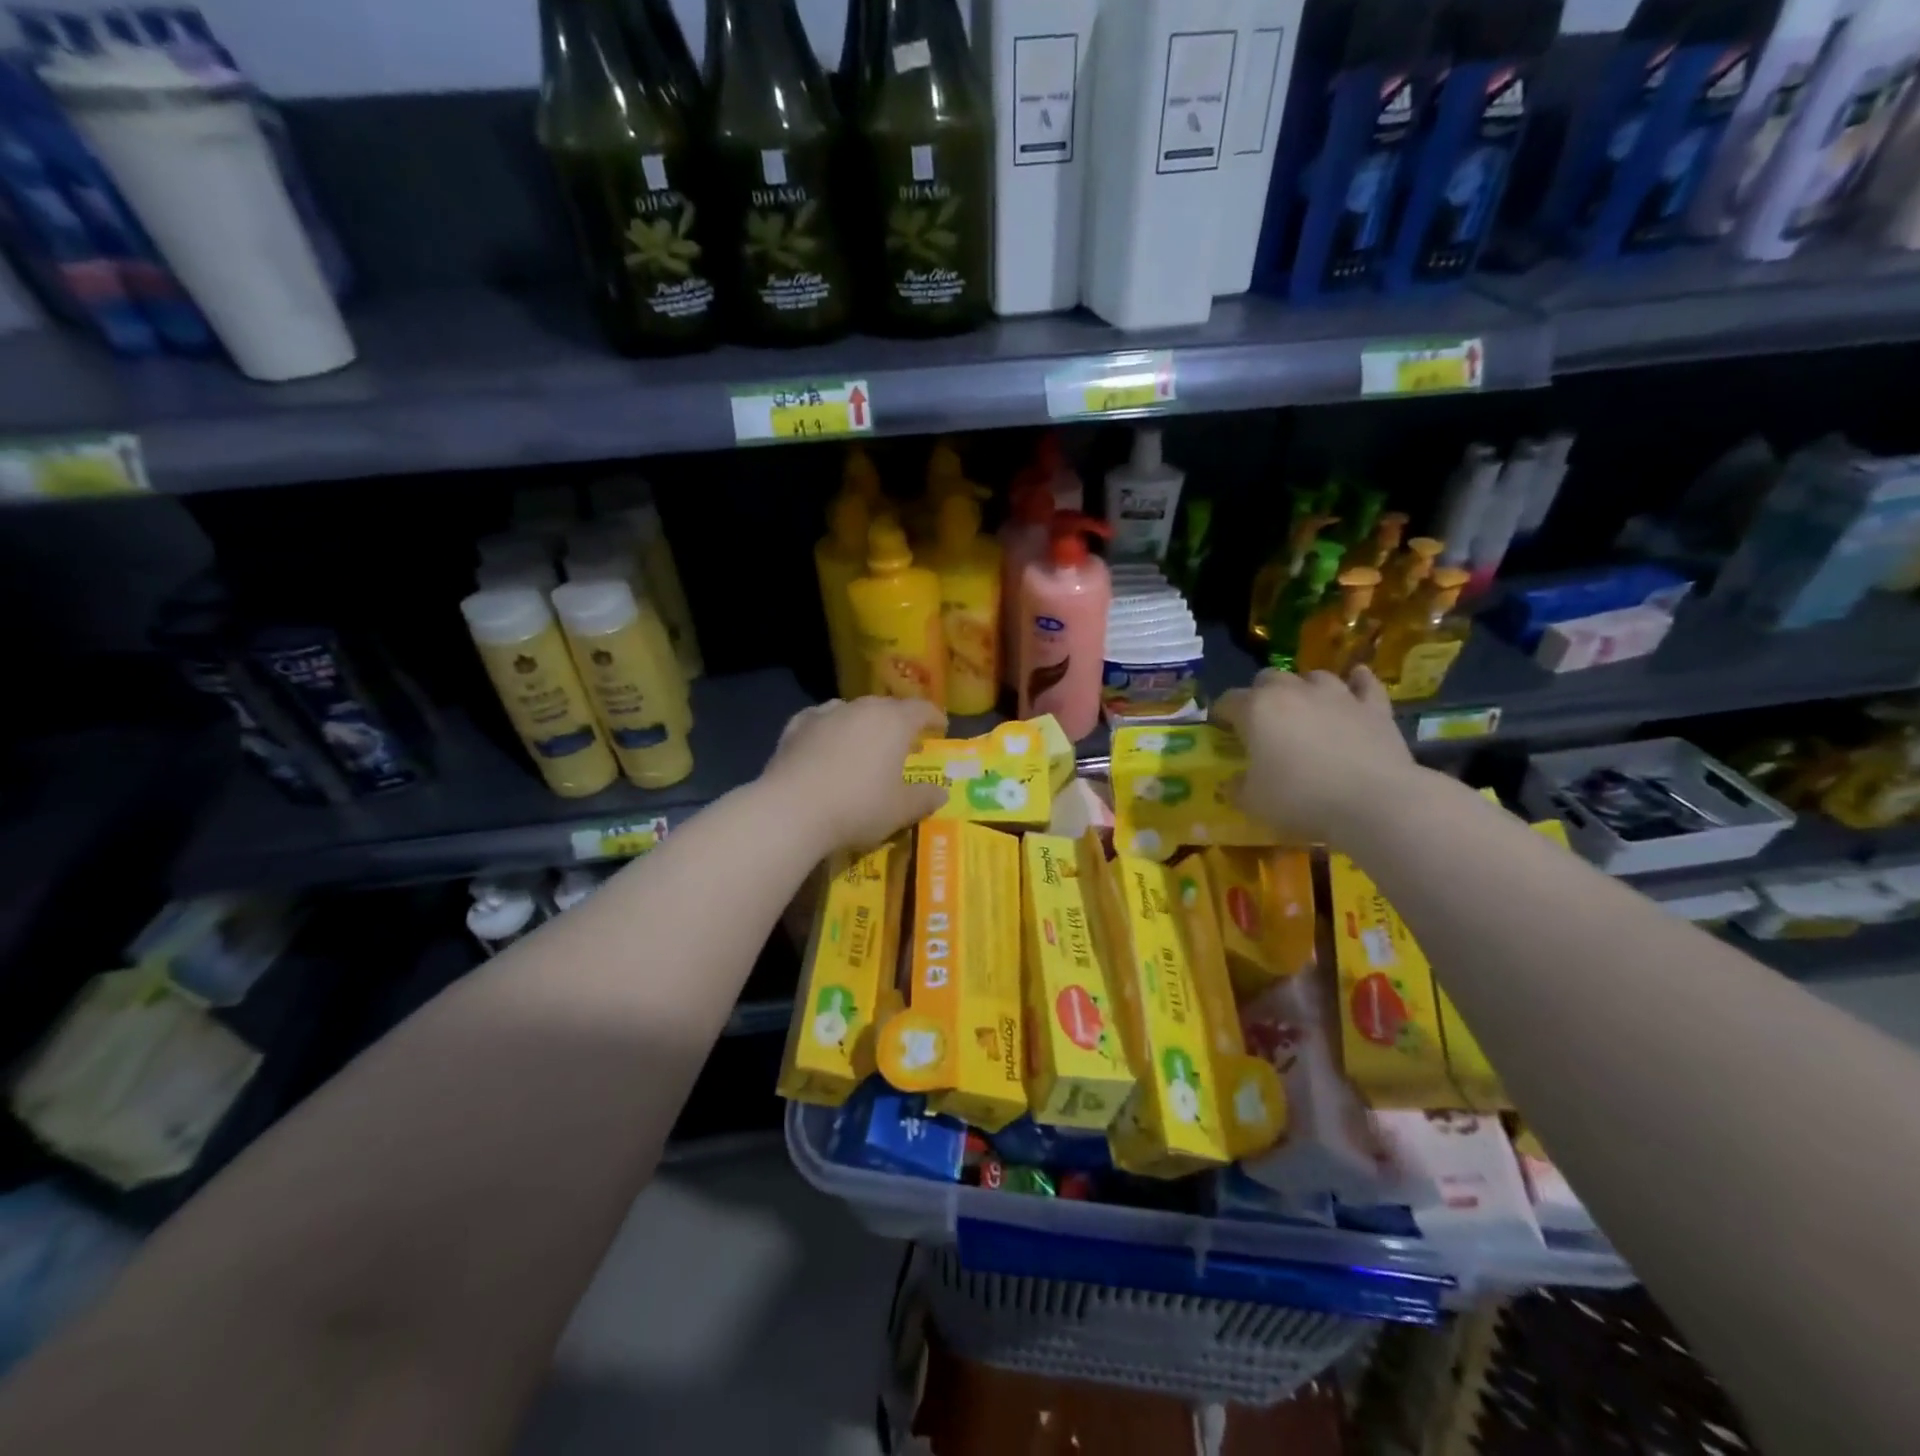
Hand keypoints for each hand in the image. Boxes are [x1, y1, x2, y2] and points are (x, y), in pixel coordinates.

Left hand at [763, 696, 948, 852]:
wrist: (792, 809)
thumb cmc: (858, 807)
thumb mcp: (901, 810)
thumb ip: (925, 798)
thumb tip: (941, 791)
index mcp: (894, 722)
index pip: (921, 709)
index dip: (934, 717)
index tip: (941, 727)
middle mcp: (861, 708)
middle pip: (887, 707)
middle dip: (899, 721)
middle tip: (904, 741)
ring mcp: (825, 714)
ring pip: (852, 710)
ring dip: (863, 723)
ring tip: (865, 742)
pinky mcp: (796, 727)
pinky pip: (820, 720)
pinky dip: (829, 728)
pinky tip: (825, 741)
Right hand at [1214, 667, 1420, 845]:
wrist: (1374, 802)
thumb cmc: (1301, 799)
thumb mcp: (1253, 803)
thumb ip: (1237, 788)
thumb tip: (1233, 783)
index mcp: (1256, 710)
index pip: (1228, 701)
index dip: (1221, 713)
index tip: (1221, 728)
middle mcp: (1293, 692)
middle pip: (1268, 678)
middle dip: (1260, 694)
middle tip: (1262, 720)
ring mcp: (1336, 695)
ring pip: (1314, 676)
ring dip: (1305, 687)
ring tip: (1304, 706)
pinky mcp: (1373, 707)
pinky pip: (1364, 683)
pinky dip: (1357, 681)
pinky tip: (1355, 681)